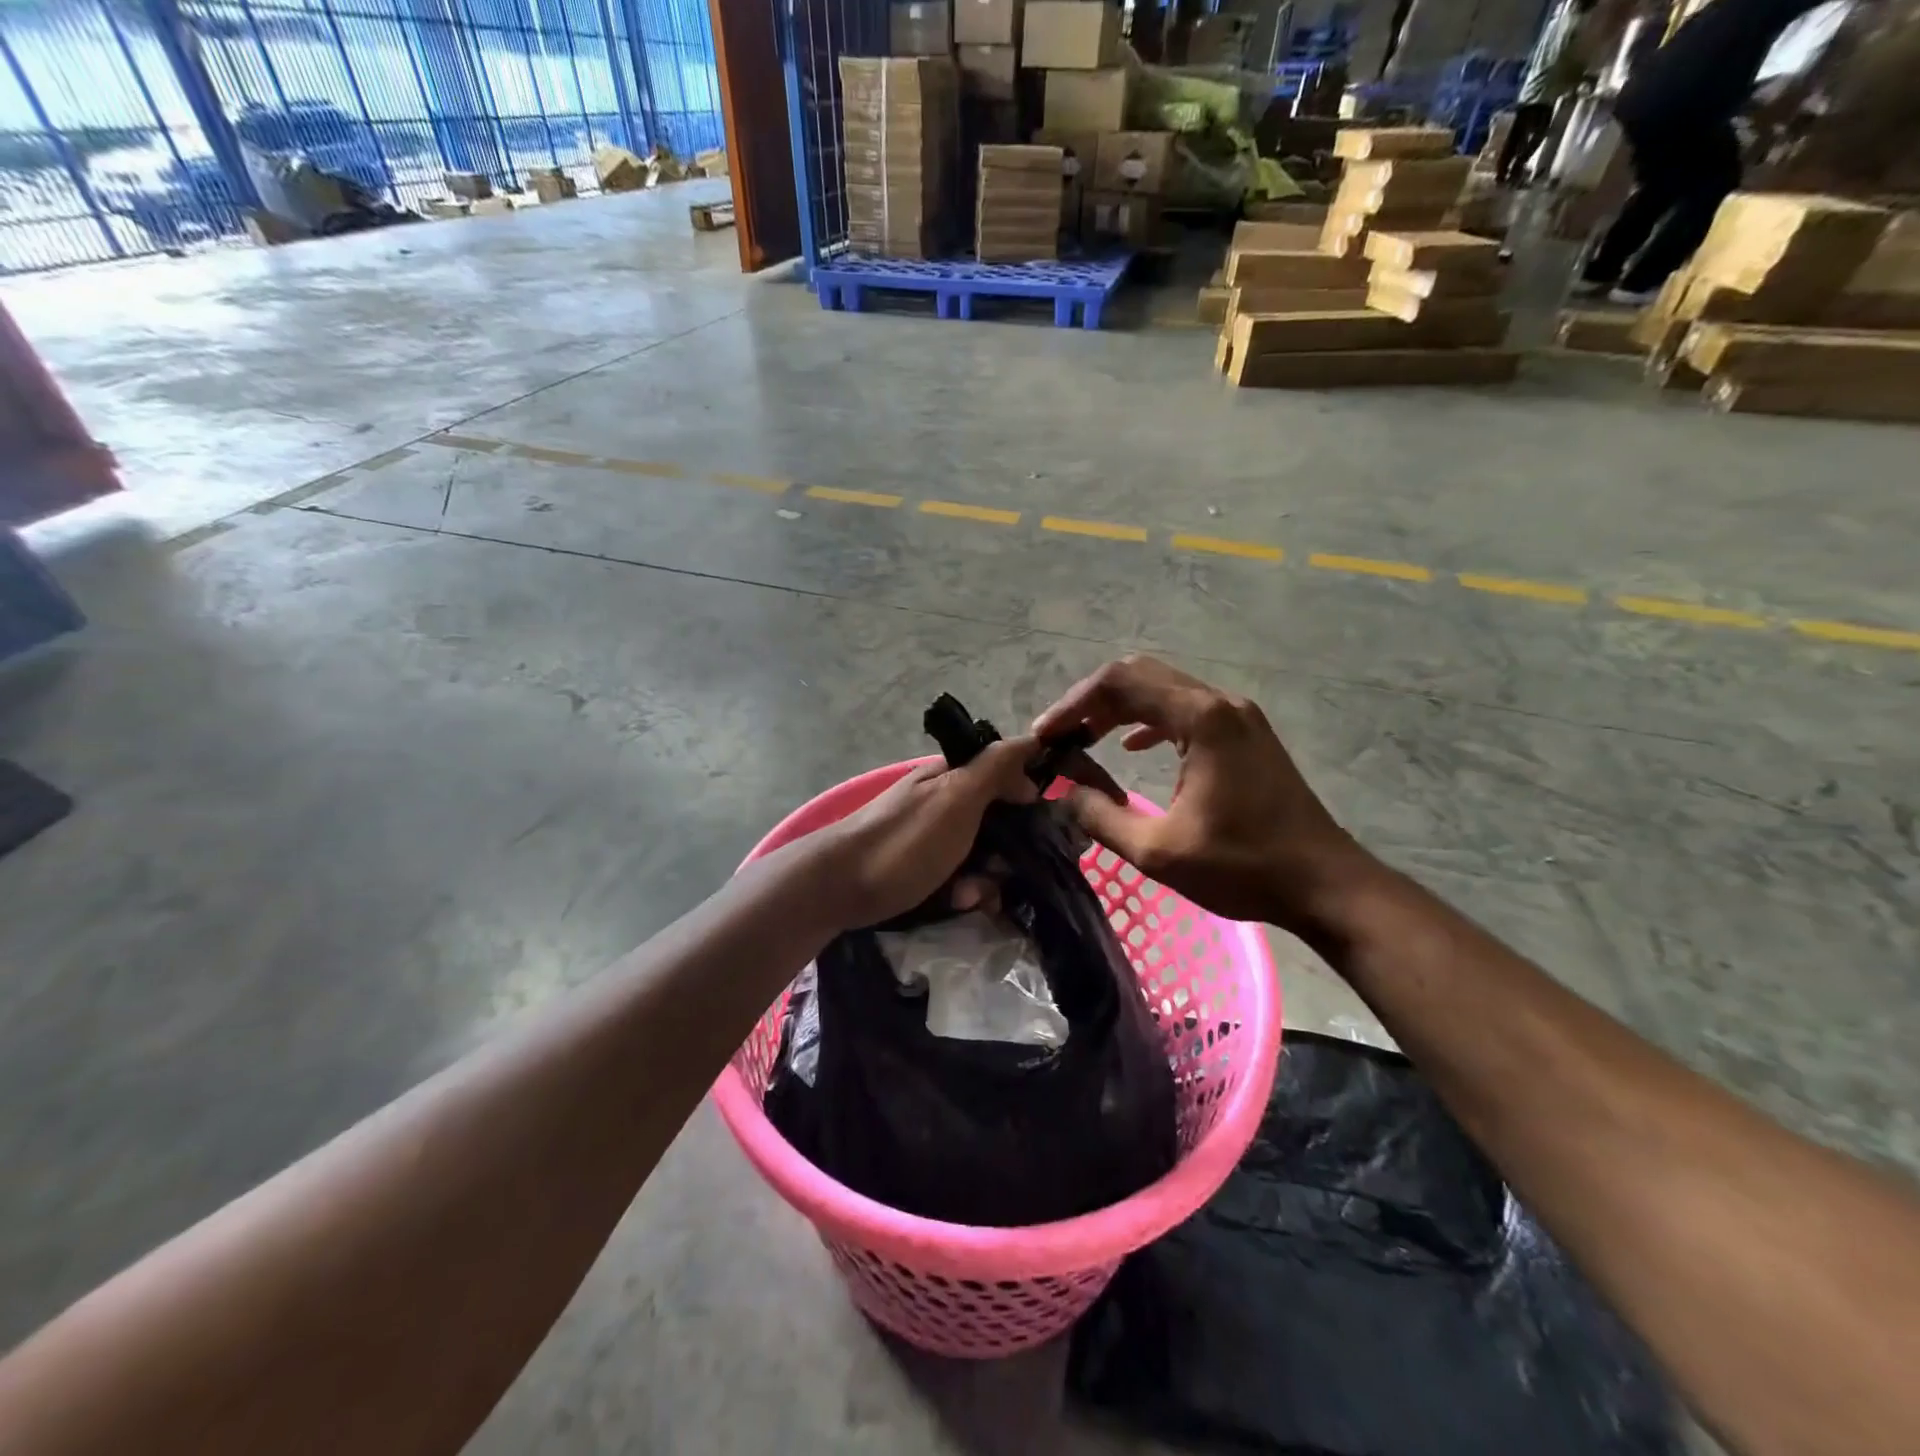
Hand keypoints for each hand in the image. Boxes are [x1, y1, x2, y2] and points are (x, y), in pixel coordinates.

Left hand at [805, 738, 1041, 930]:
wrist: (838, 887)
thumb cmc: (905, 840)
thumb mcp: (956, 797)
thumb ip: (994, 768)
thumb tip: (1031, 745)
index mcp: (953, 776)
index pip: (1006, 771)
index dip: (1029, 793)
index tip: (1048, 822)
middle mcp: (944, 801)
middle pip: (999, 820)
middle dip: (1010, 849)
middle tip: (1007, 870)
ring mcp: (932, 837)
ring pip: (982, 854)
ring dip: (987, 877)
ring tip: (972, 895)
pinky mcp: (921, 870)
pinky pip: (959, 878)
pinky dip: (964, 891)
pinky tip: (957, 903)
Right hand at [1032, 656, 1380, 930]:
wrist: (1324, 883)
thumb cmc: (1243, 867)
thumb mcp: (1158, 852)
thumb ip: (1101, 817)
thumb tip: (1064, 792)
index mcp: (1201, 719)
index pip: (1121, 683)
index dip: (1073, 704)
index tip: (1045, 735)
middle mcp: (1220, 703)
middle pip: (1141, 676)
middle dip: (1092, 701)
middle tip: (1059, 736)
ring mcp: (1238, 716)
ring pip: (1164, 689)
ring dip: (1119, 708)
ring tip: (1083, 738)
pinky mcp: (1246, 734)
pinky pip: (1186, 710)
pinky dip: (1150, 720)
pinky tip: (1132, 746)